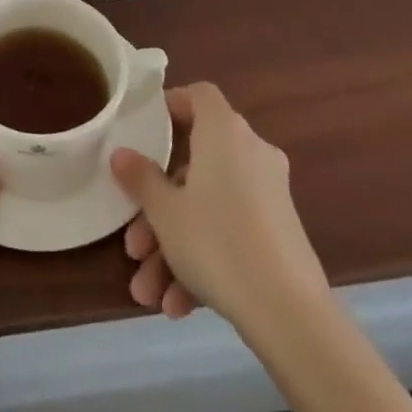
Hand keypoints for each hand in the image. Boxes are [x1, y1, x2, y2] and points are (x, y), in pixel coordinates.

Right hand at [110, 82, 327, 327]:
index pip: (199, 96)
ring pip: (208, 208)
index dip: (170, 105)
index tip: (144, 130)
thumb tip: (121, 153)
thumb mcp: (164, 211)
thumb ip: (140, 178)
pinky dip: (203, 261)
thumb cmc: (217, 243)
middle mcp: (251, 154)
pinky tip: (178, 305)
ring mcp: (269, 195)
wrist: (290, 315)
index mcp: (224, 132)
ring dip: (174, 246)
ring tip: (147, 291)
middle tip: (134, 244)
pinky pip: (231, 233)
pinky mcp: (279, 234)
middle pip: (194, 165)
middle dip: (159, 208)